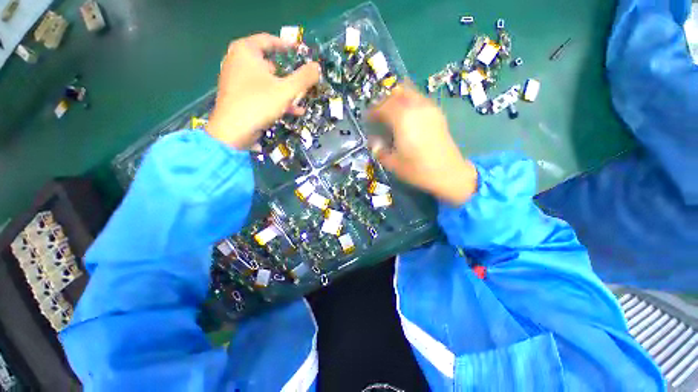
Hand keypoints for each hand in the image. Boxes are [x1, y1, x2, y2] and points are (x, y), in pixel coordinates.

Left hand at [207, 33, 320, 148]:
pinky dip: (275, 99)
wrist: (232, 131)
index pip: (268, 40)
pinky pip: (261, 93)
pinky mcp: (239, 97)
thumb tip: (317, 67)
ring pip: (267, 81)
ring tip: (300, 99)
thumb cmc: (258, 104)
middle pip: (269, 63)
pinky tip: (293, 110)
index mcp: (245, 51)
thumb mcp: (286, 90)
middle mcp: (238, 61)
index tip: (300, 52)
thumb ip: (304, 78)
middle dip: (288, 74)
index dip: (286, 46)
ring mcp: (237, 80)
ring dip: (285, 90)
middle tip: (301, 81)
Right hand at [368, 84, 477, 205]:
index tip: (367, 119)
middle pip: (397, 94)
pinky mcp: (438, 114)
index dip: (373, 111)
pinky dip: (410, 102)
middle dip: (384, 101)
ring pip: (410, 93)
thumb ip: (379, 150)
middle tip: (378, 114)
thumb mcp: (393, 163)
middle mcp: (416, 108)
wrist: (448, 173)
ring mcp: (429, 109)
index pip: (383, 107)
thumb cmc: (418, 169)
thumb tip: (373, 142)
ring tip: (391, 112)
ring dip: (398, 98)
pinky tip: (407, 115)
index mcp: (403, 120)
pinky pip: (420, 99)